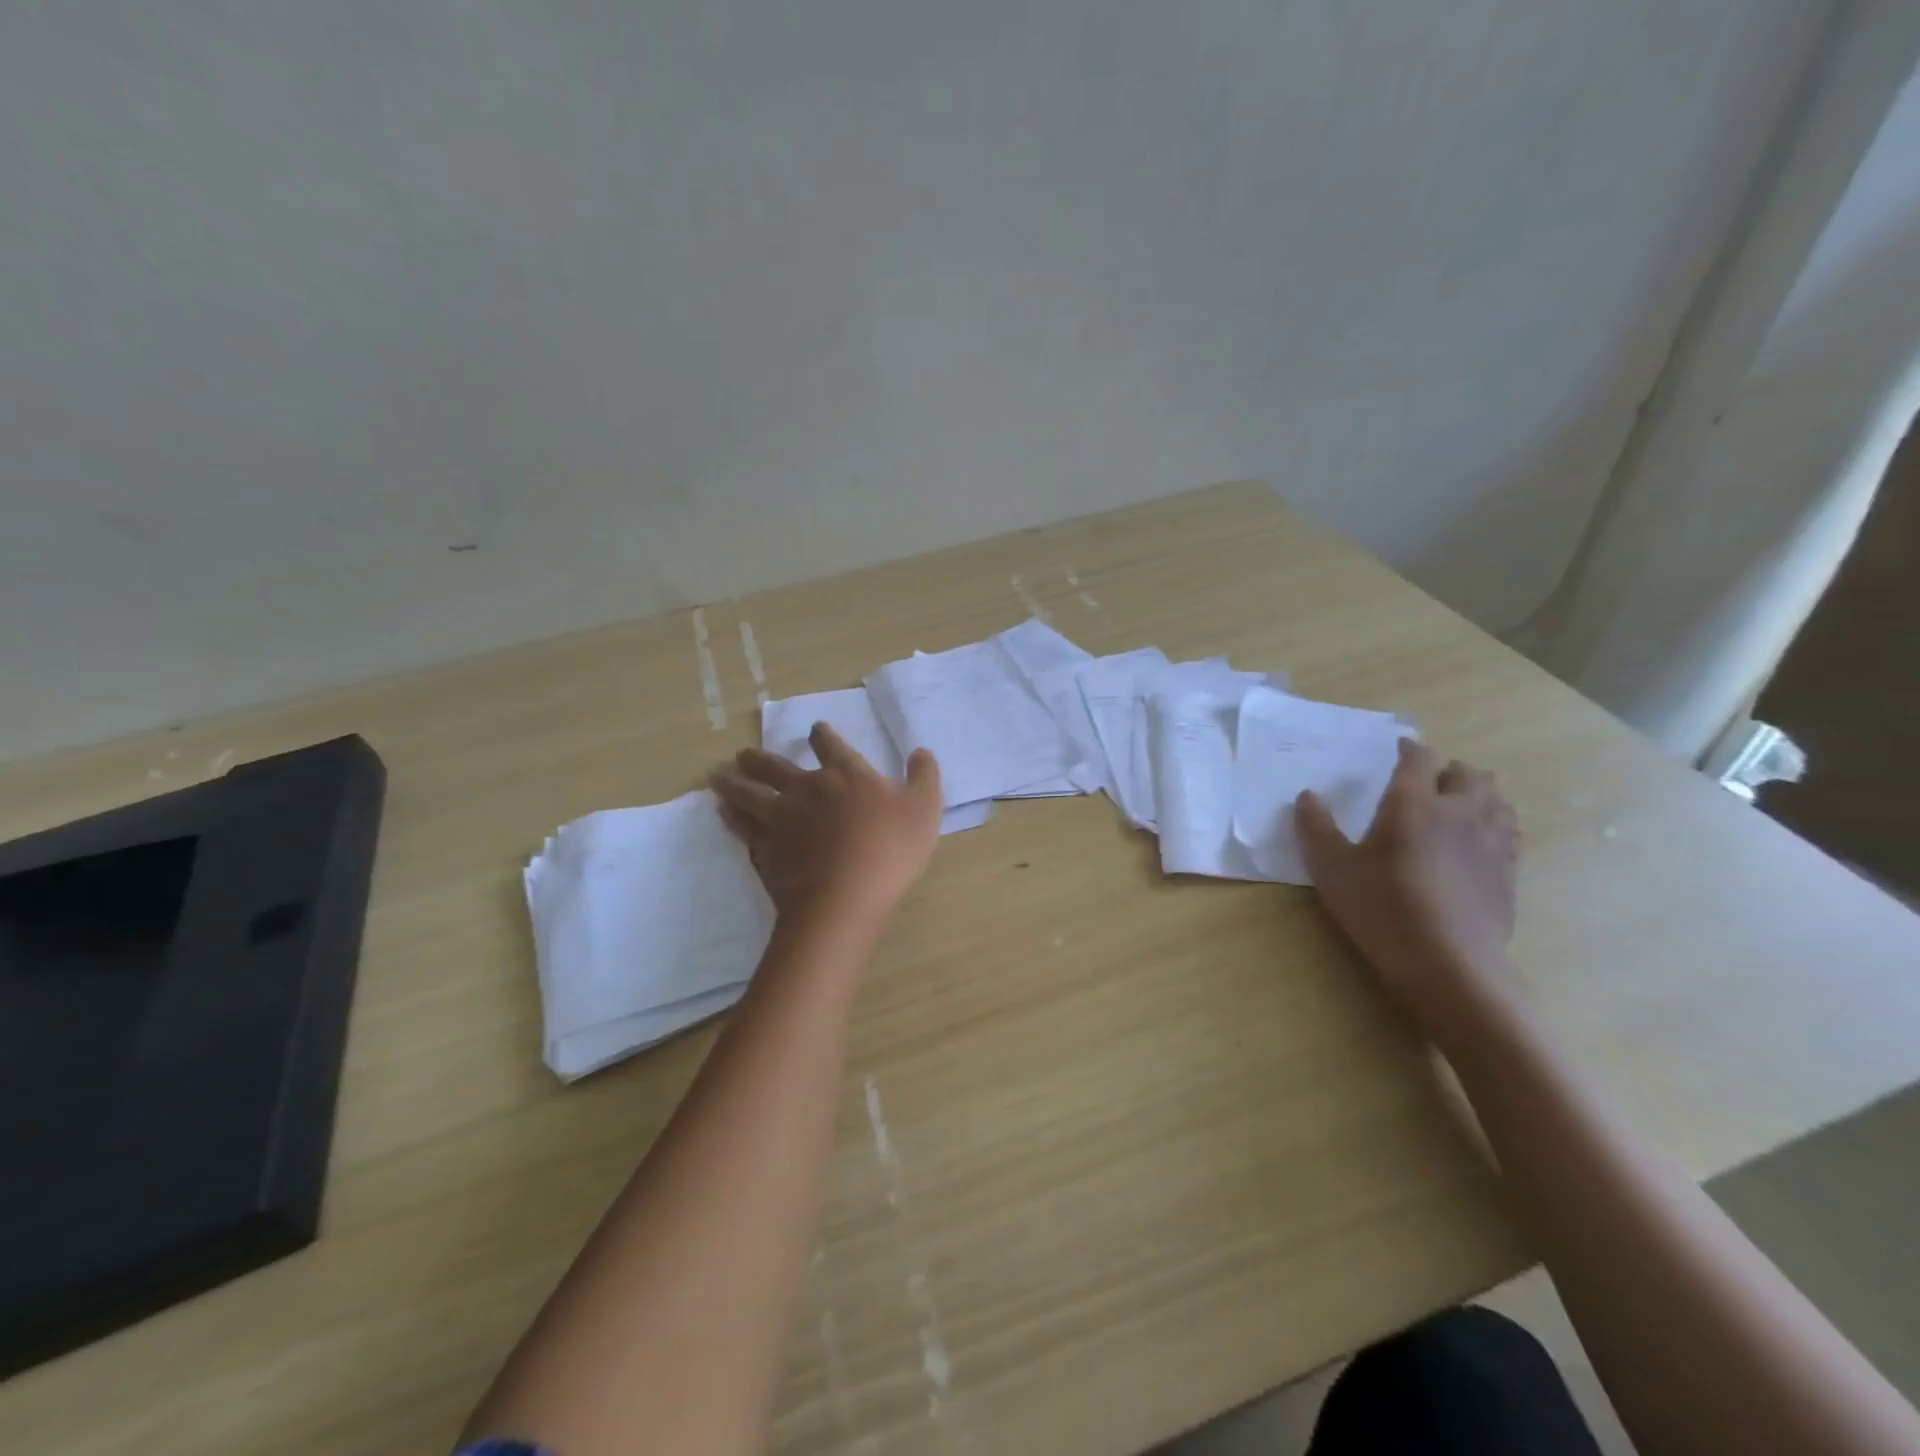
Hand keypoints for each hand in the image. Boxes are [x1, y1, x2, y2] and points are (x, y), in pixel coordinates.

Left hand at [710, 724, 943, 927]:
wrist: (844, 895)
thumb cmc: (889, 849)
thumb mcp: (924, 809)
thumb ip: (924, 777)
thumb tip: (921, 752)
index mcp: (846, 775)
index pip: (831, 745)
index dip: (822, 735)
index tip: (815, 730)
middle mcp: (808, 788)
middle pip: (776, 766)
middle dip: (760, 758)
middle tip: (744, 754)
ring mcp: (780, 818)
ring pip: (748, 792)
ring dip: (732, 781)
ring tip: (717, 776)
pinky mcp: (764, 847)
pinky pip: (742, 826)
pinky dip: (730, 817)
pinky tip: (722, 813)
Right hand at [1296, 739, 1520, 1042]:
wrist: (1449, 965)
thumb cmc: (1382, 908)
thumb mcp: (1332, 868)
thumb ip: (1316, 828)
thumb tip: (1307, 796)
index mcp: (1414, 804)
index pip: (1419, 759)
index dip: (1408, 749)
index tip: (1399, 749)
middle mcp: (1459, 813)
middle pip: (1470, 774)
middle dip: (1450, 770)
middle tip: (1430, 781)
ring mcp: (1491, 843)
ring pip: (1497, 800)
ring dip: (1479, 795)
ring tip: (1459, 807)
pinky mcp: (1509, 873)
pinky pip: (1509, 833)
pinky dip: (1494, 826)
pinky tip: (1478, 845)